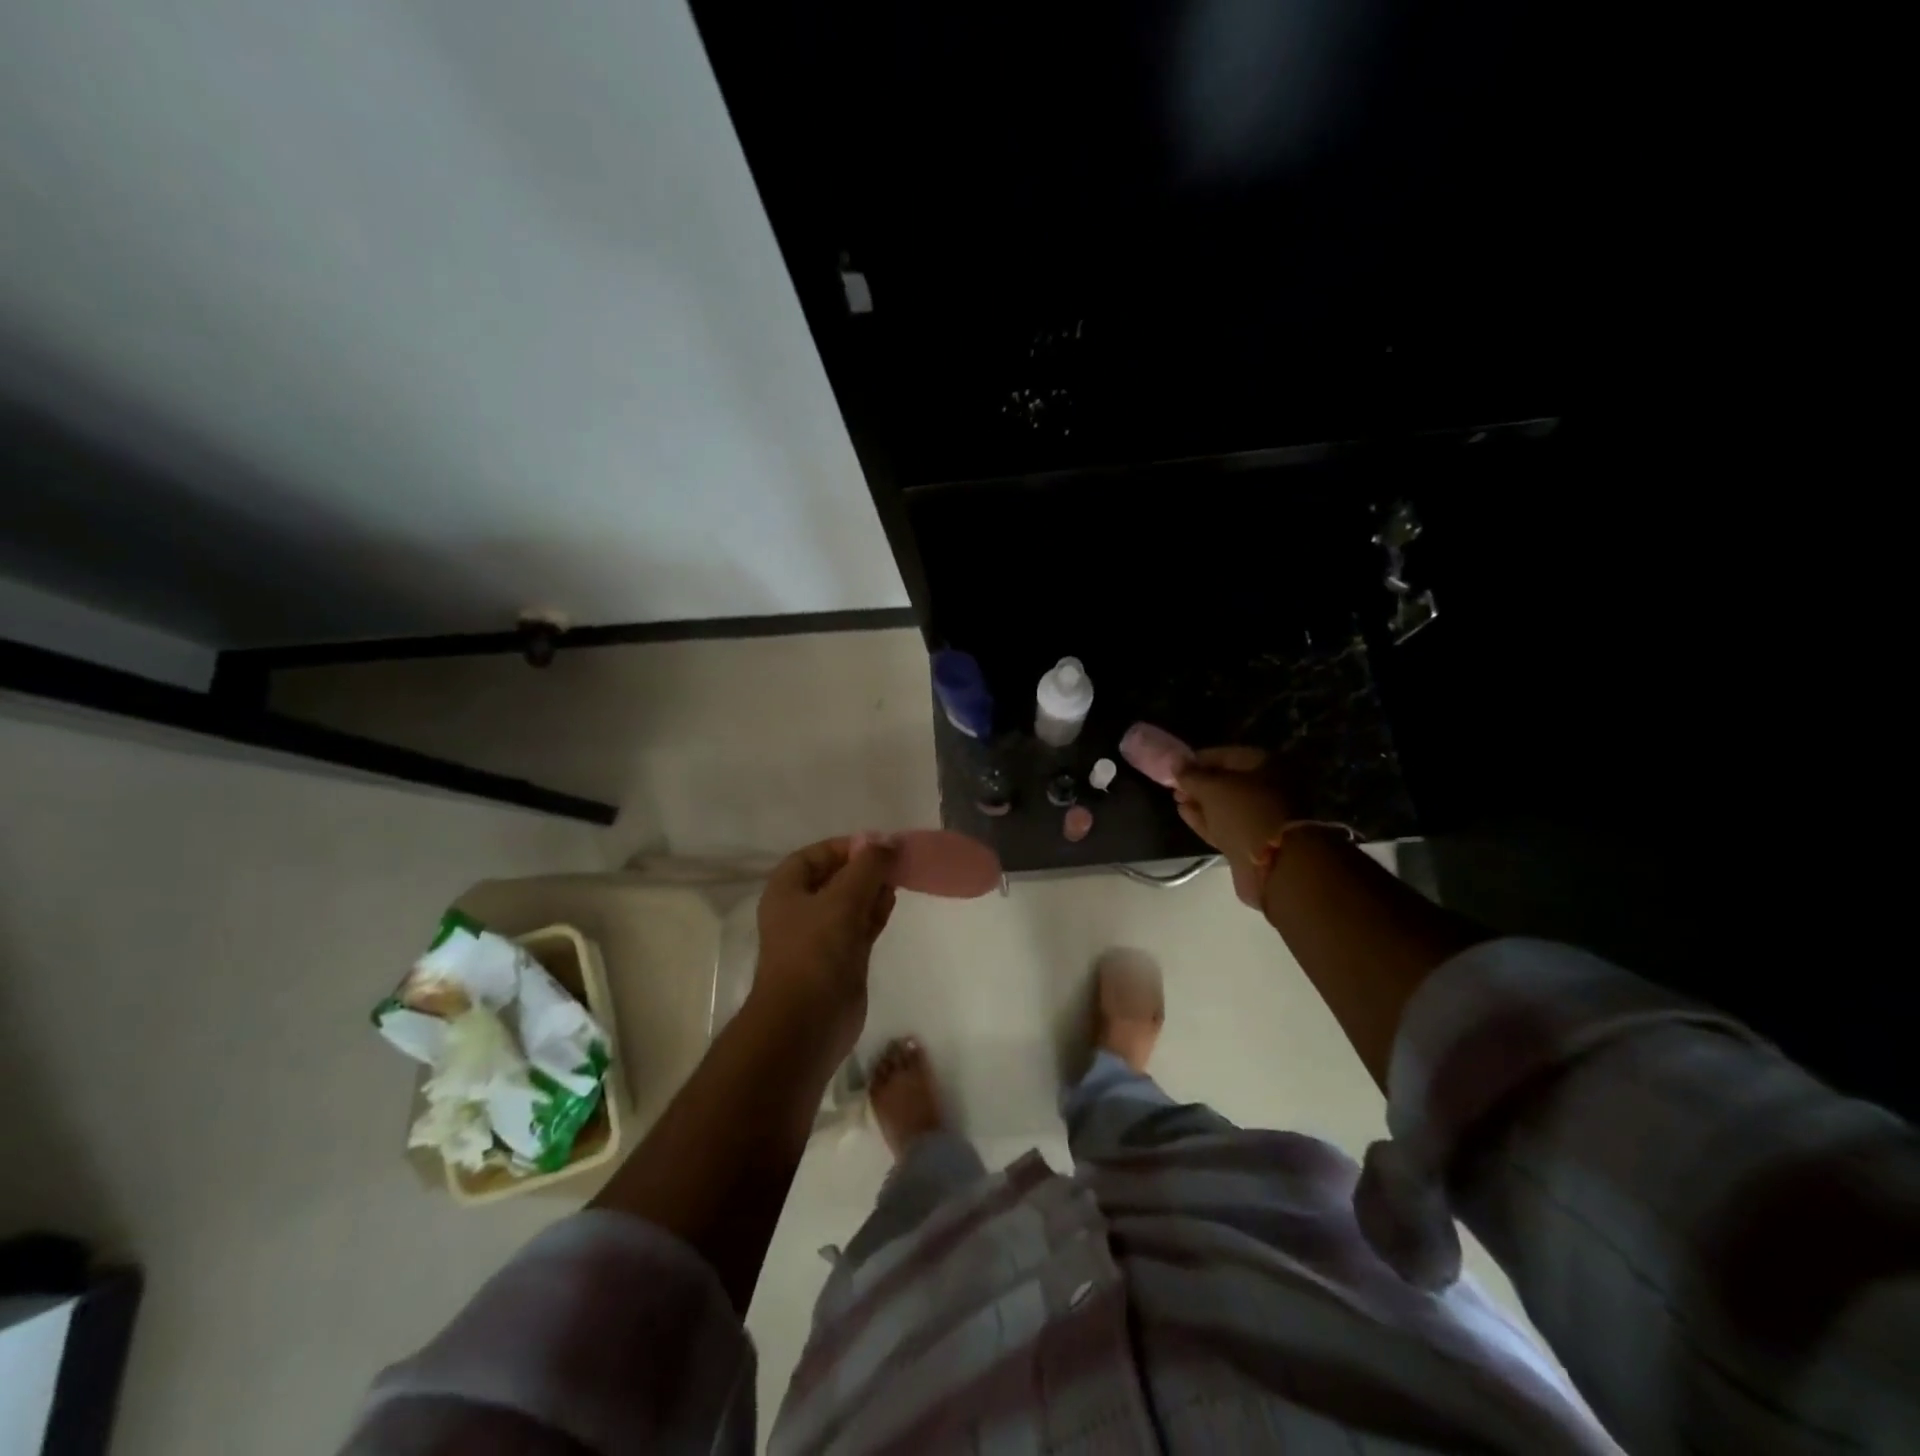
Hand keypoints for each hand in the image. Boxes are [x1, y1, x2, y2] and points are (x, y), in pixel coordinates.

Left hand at [752, 836, 897, 1059]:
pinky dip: (875, 912)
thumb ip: (868, 866)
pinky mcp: (842, 959)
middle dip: (864, 867)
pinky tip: (893, 901)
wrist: (807, 1022)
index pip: (815, 855)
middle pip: (835, 877)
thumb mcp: (843, 899)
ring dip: (872, 889)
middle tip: (896, 861)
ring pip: (850, 902)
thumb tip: (888, 841)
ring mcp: (822, 937)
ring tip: (899, 878)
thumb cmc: (816, 951)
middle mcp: (801, 910)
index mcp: (787, 891)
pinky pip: (860, 925)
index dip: (845, 847)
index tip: (878, 845)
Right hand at [1175, 747, 1294, 906]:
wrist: (1275, 864)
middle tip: (1175, 788)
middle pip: (1228, 782)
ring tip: (1177, 801)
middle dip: (1199, 785)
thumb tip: (1175, 762)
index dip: (1198, 761)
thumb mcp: (1212, 788)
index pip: (1226, 755)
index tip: (1175, 768)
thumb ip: (1190, 775)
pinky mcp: (1254, 840)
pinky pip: (1227, 824)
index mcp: (1267, 765)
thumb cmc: (1245, 813)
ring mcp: (1263, 815)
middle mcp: (1269, 787)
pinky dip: (1206, 819)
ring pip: (1226, 805)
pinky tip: (1185, 814)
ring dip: (1201, 803)